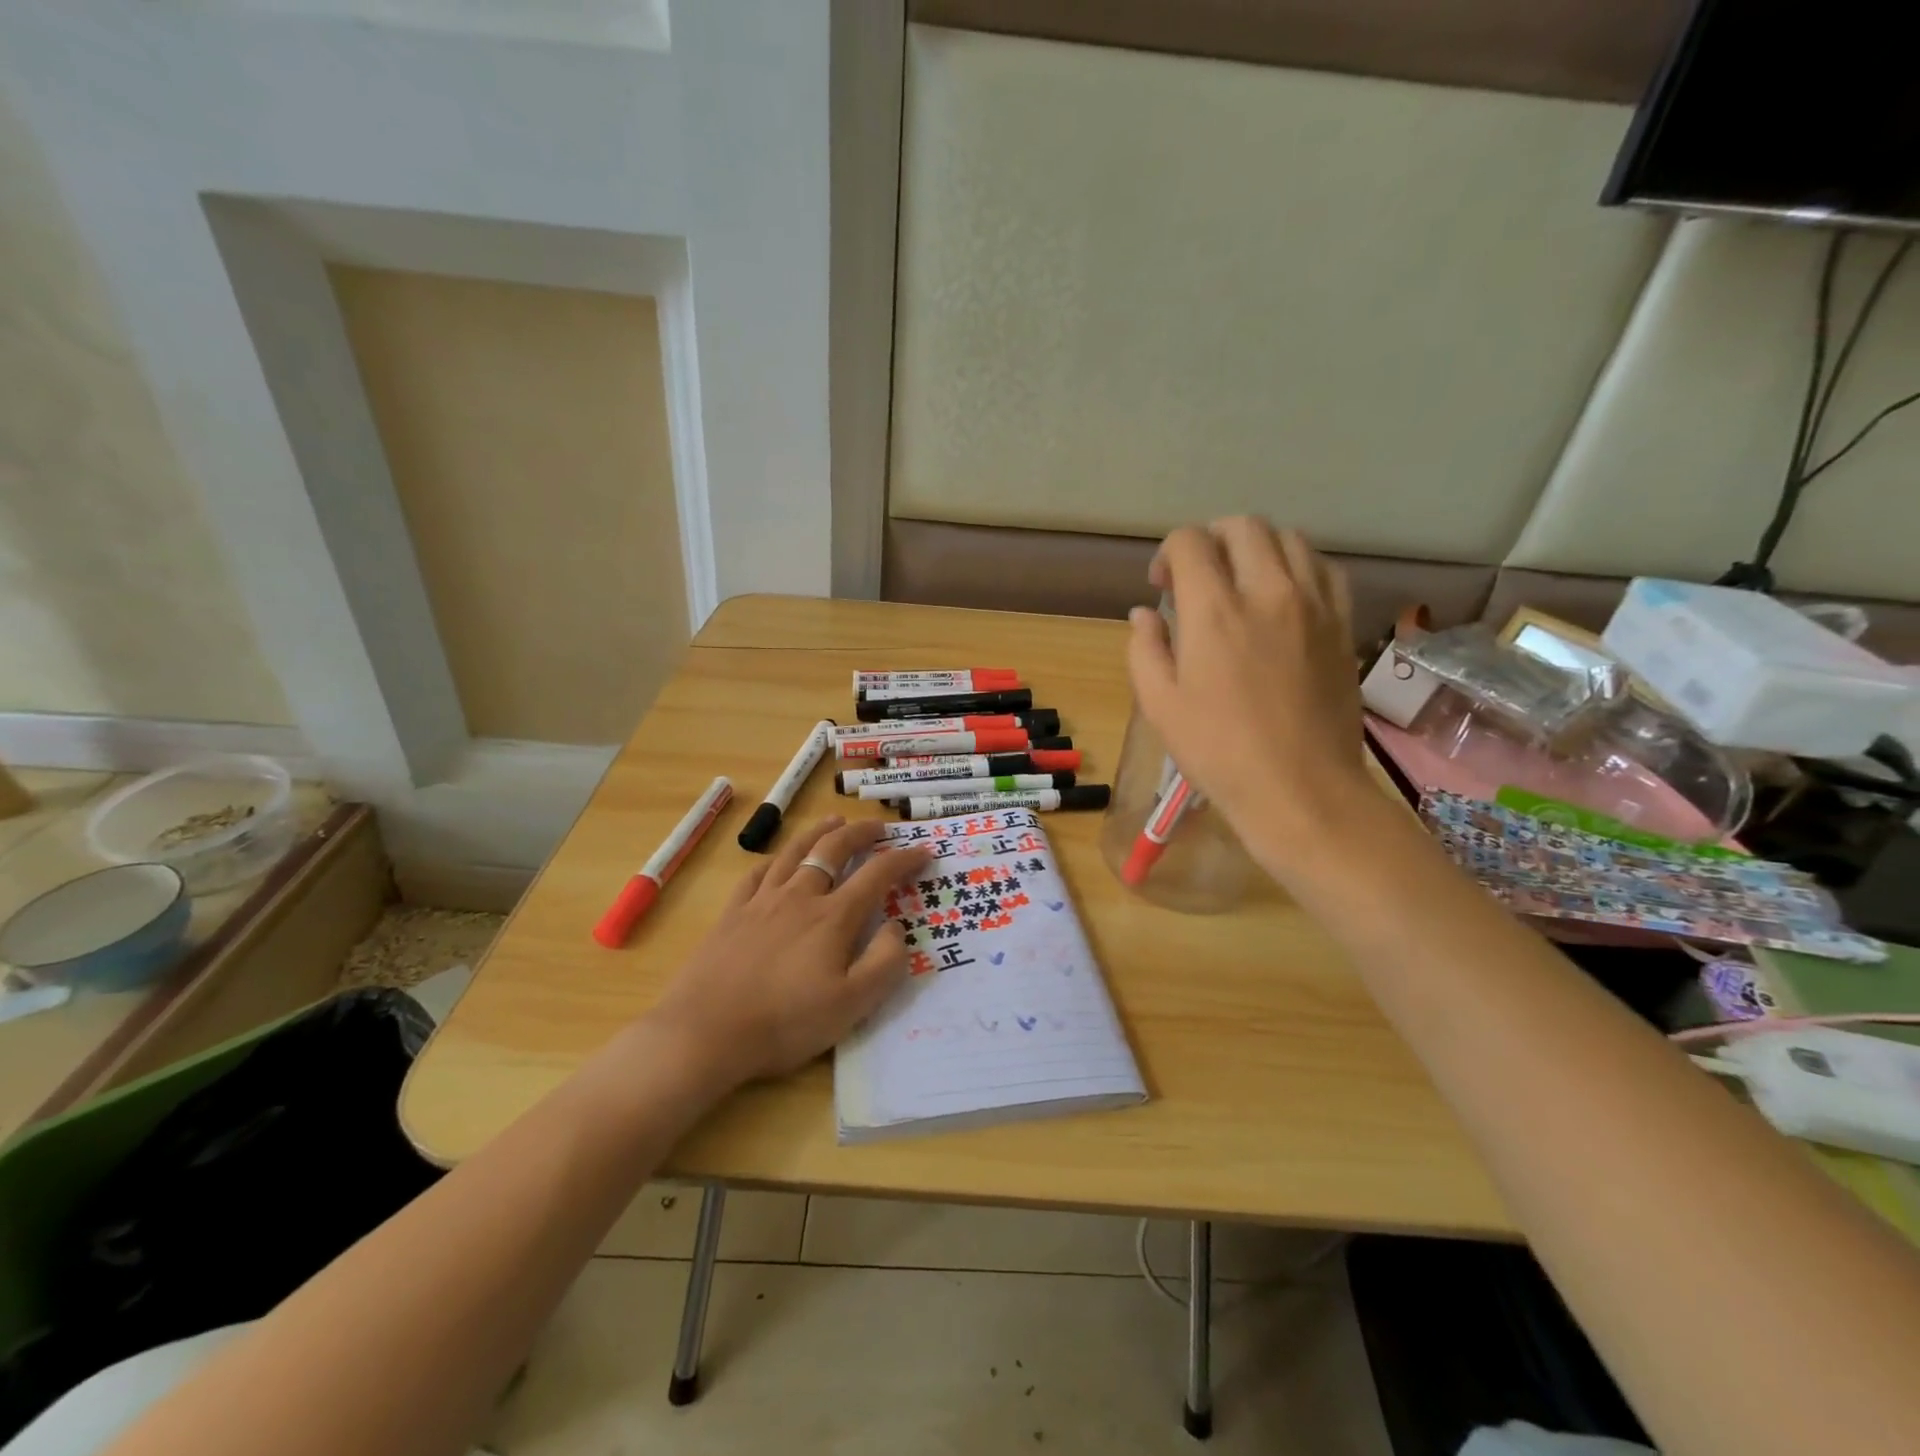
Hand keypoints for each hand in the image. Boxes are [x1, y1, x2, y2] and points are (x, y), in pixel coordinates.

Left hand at [647, 816, 932, 1087]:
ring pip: (794, 852)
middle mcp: (799, 897)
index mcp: (833, 917)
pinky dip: (774, 860)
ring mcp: (761, 902)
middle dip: (861, 832)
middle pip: (833, 849)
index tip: (924, 852)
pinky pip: (755, 874)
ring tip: (834, 822)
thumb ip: (884, 963)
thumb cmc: (785, 1023)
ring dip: (819, 832)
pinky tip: (777, 861)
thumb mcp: (852, 1005)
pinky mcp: (731, 914)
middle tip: (879, 827)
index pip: (877, 874)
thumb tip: (895, 926)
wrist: (705, 1033)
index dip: (904, 859)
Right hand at [1127, 518, 1368, 870]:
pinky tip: (1284, 595)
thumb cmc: (1218, 752)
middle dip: (1211, 539)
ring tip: (1242, 581)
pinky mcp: (1342, 624)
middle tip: (1198, 577)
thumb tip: (1145, 613)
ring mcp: (1313, 604)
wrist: (1300, 789)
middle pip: (1243, 527)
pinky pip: (1324, 568)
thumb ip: (1145, 649)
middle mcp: (1268, 591)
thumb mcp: (1159, 705)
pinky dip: (1298, 565)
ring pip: (1289, 538)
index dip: (1169, 553)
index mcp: (1214, 611)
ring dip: (1256, 547)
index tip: (1162, 586)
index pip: (1191, 542)